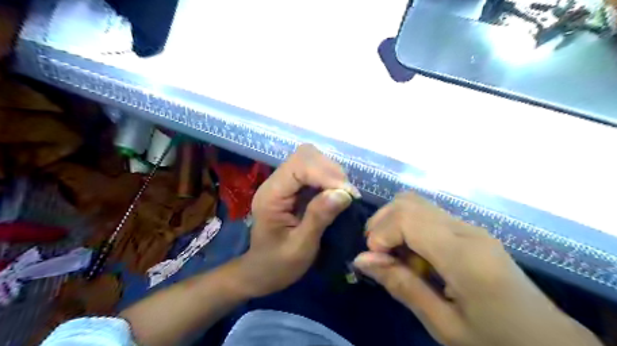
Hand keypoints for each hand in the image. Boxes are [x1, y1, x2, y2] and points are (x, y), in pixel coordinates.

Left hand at [237, 144, 361, 297]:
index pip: (299, 166)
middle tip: (347, 194)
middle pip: (305, 156)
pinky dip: (329, 178)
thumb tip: (343, 193)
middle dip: (330, 171)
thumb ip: (318, 218)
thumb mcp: (300, 247)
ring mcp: (283, 183)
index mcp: (271, 195)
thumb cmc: (278, 264)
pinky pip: (313, 170)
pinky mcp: (292, 187)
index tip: (348, 194)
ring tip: (343, 194)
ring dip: (331, 173)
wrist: (262, 271)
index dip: (326, 174)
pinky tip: (336, 193)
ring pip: (311, 159)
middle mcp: (275, 182)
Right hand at [355, 191, 599, 345]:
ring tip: (393, 254)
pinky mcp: (469, 229)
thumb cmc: (496, 341)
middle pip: (408, 202)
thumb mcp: (444, 325)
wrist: (549, 343)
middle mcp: (466, 230)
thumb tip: (361, 259)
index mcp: (463, 256)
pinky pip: (427, 214)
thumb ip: (402, 286)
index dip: (381, 232)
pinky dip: (408, 226)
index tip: (374, 260)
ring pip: (416, 203)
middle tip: (379, 256)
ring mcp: (469, 226)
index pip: (407, 217)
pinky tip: (412, 253)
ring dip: (393, 222)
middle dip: (382, 223)